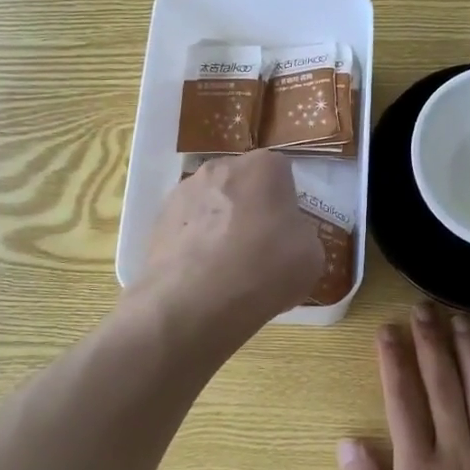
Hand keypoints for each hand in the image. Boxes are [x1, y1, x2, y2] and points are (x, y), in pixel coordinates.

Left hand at [138, 150, 323, 329]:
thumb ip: (300, 234)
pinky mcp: (157, 220)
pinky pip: (188, 228)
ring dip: (220, 225)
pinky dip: (195, 244)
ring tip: (225, 268)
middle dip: (251, 209)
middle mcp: (221, 167)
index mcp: (263, 166)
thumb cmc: (264, 269)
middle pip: (243, 185)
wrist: (194, 303)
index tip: (286, 232)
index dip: (286, 204)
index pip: (282, 174)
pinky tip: (202, 276)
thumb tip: (284, 236)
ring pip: (212, 205)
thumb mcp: (312, 256)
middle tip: (258, 248)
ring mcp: (183, 192)